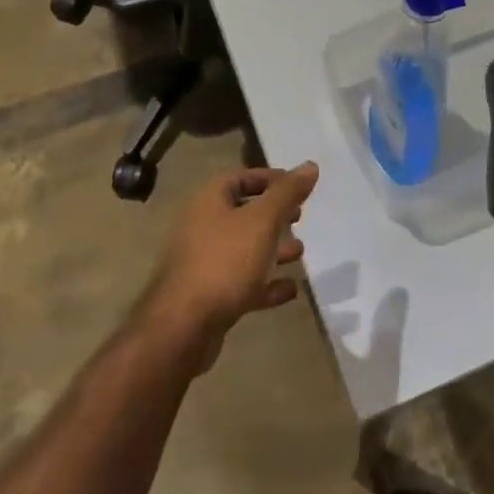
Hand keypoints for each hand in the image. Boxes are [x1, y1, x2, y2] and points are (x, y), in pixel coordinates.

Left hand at [141, 162, 317, 369]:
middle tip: (300, 217)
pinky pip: (242, 282)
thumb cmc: (225, 262)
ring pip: (244, 249)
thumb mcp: (262, 221)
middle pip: (242, 213)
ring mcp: (203, 263)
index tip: (298, 187)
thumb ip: (287, 193)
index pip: (241, 177)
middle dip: (274, 214)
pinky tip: (290, 290)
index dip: (270, 179)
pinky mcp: (208, 296)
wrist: (183, 327)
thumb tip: (310, 165)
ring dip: (273, 249)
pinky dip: (266, 283)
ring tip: (300, 252)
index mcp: (209, 201)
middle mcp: (202, 227)